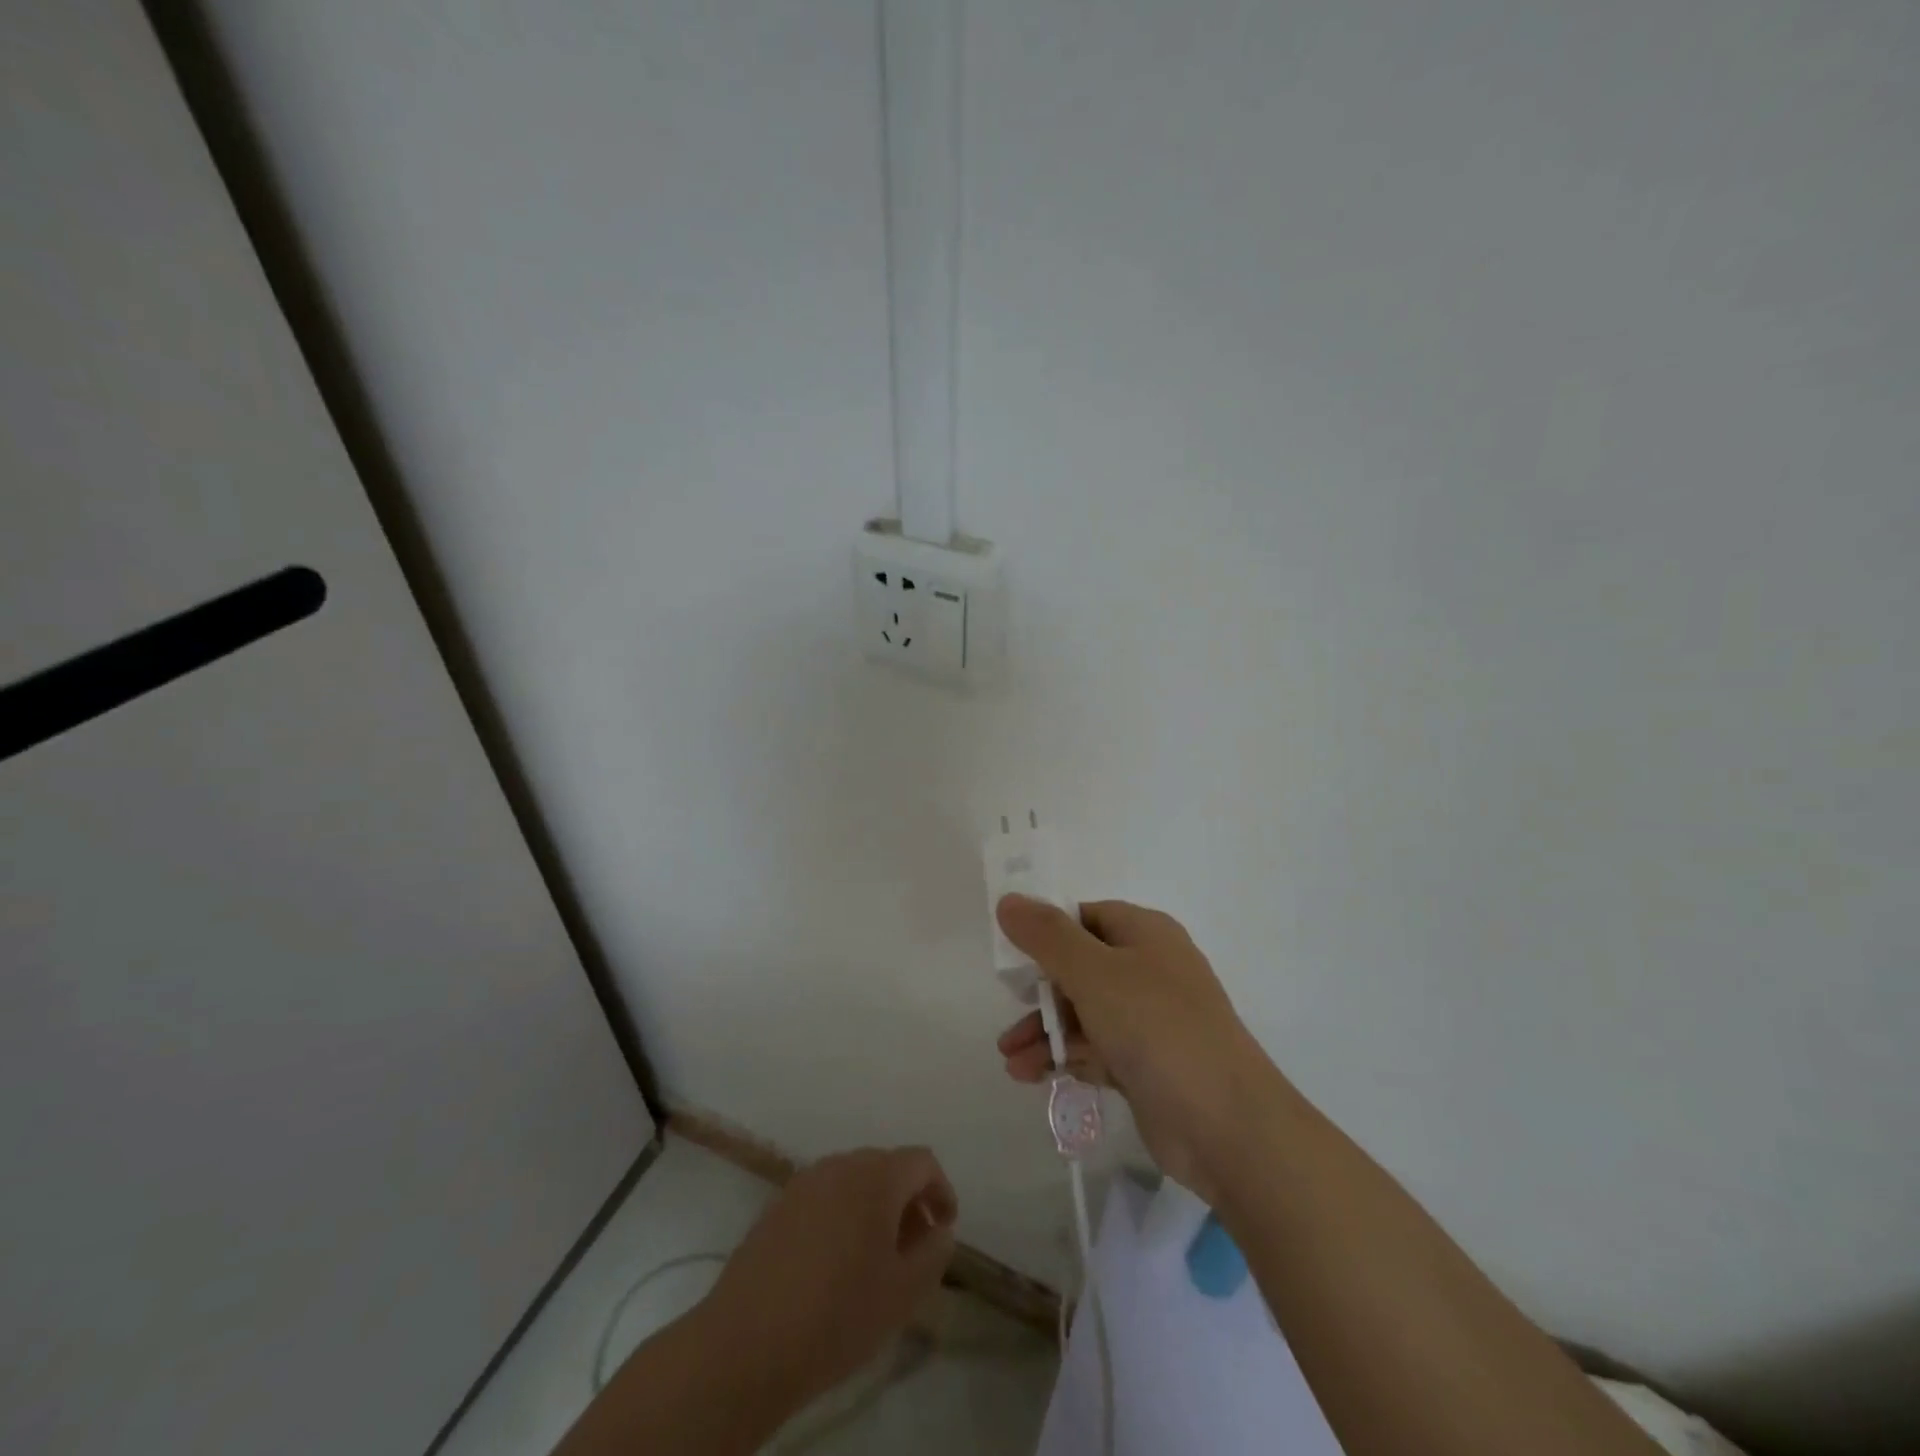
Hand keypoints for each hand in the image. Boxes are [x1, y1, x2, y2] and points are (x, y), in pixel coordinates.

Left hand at [698, 1147, 956, 1409]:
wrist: (746, 1343)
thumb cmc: (837, 1315)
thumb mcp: (903, 1293)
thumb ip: (933, 1253)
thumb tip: (939, 1229)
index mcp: (876, 1176)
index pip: (922, 1161)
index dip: (941, 1190)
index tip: (945, 1228)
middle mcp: (841, 1165)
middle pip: (887, 1166)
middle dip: (907, 1199)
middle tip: (914, 1246)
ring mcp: (804, 1182)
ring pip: (853, 1180)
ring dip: (873, 1207)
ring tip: (876, 1257)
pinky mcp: (777, 1206)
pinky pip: (823, 1197)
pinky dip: (841, 1215)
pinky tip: (835, 1262)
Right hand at [995, 895, 1281, 1206]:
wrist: (1225, 1125)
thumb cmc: (1156, 1028)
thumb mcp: (1094, 972)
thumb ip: (1047, 936)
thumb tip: (1008, 900)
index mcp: (1145, 934)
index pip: (1085, 917)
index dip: (1047, 931)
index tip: (1010, 954)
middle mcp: (1150, 969)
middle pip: (1081, 966)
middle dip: (1040, 991)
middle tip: (1008, 1007)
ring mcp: (1150, 1019)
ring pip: (1085, 1012)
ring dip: (1045, 1031)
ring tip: (1009, 1059)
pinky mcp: (1146, 1064)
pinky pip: (1096, 1049)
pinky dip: (1065, 1057)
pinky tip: (1030, 1075)